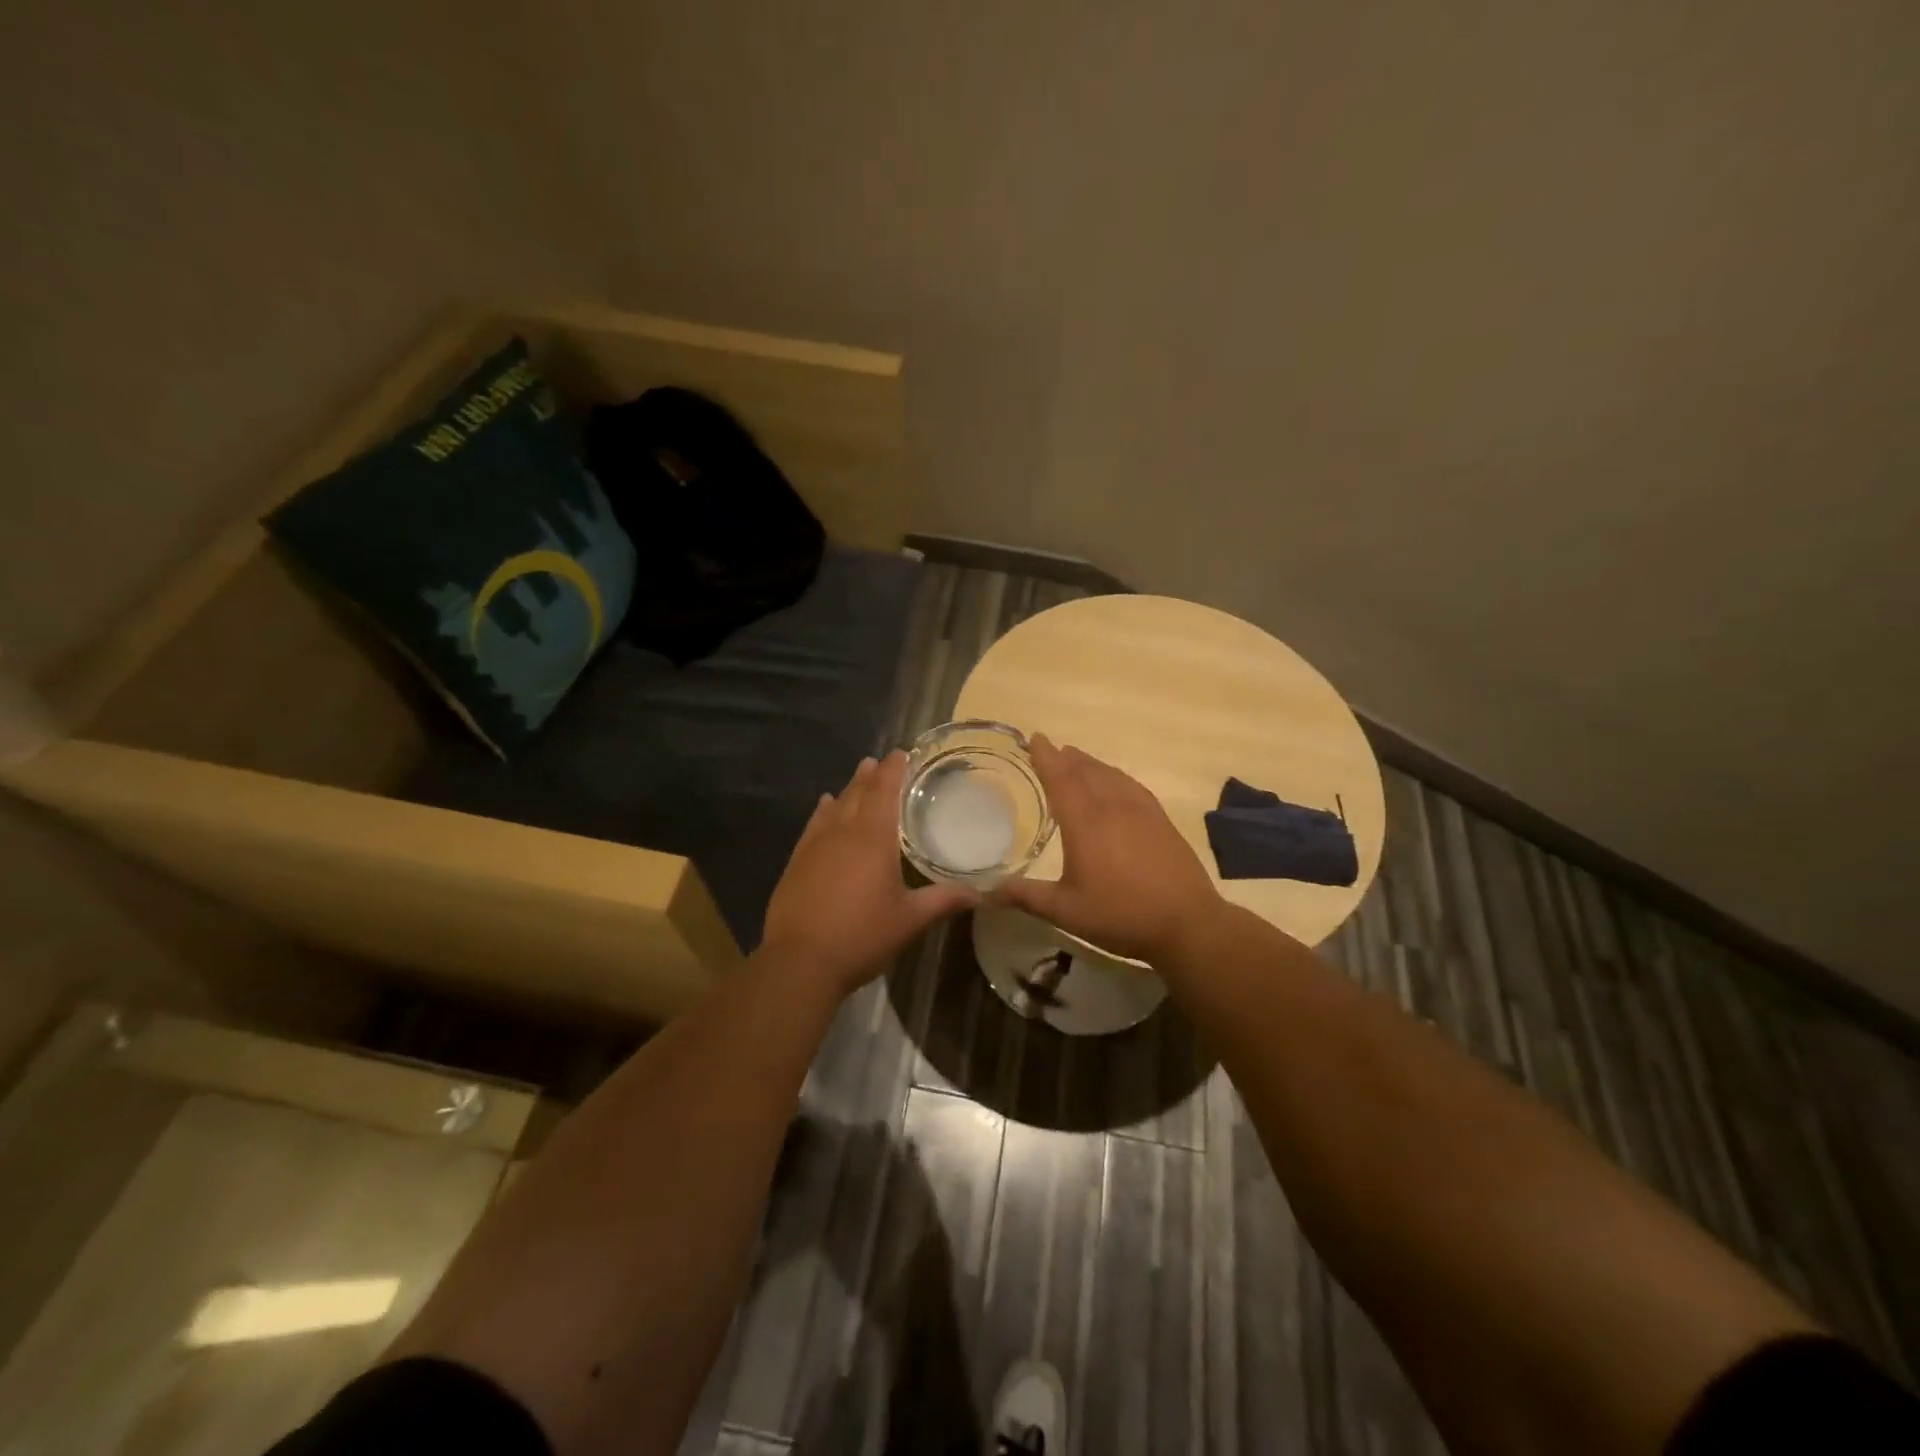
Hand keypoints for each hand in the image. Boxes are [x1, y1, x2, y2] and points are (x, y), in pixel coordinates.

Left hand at [760, 751, 977, 994]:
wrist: (800, 962)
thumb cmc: (862, 936)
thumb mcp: (909, 920)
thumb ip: (943, 900)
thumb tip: (980, 893)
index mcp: (873, 839)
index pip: (884, 793)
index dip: (893, 771)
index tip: (900, 753)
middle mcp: (842, 834)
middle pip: (857, 794)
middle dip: (870, 776)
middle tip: (879, 761)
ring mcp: (814, 847)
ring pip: (834, 807)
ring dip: (847, 789)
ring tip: (857, 776)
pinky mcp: (796, 864)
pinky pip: (812, 826)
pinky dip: (822, 812)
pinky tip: (823, 807)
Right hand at [994, 734, 1221, 963]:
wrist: (1187, 923)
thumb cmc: (1120, 915)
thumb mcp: (1066, 911)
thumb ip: (1027, 896)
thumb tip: (988, 891)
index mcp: (1085, 823)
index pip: (1061, 779)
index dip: (1046, 757)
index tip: (1035, 738)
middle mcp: (1112, 807)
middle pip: (1085, 771)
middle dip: (1066, 758)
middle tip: (1051, 748)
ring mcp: (1141, 811)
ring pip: (1110, 775)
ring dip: (1090, 764)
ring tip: (1076, 758)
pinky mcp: (1160, 820)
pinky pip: (1131, 785)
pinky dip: (1115, 775)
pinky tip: (1114, 782)